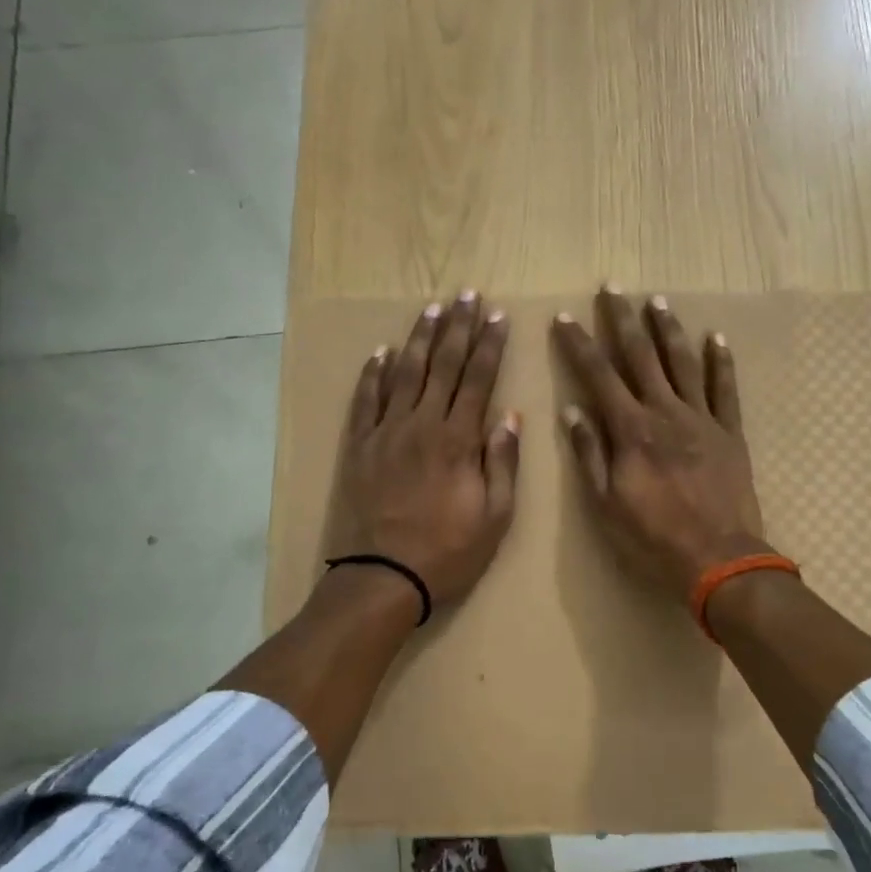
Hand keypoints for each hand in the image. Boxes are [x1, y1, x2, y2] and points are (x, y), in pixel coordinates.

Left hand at [326, 292, 520, 615]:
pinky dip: (373, 373)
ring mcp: (386, 432)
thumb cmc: (448, 550)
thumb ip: (502, 462)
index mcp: (458, 439)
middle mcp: (422, 424)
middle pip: (443, 365)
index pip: (478, 379)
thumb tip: (510, 416)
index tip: (498, 316)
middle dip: (458, 327)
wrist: (383, 576)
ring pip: (405, 373)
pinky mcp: (360, 446)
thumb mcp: (495, 516)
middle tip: (467, 295)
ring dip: (420, 339)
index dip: (490, 345)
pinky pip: (366, 400)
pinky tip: (381, 351)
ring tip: (432, 309)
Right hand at [553, 286, 768, 601]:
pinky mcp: (730, 432)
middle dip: (623, 320)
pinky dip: (721, 362)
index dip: (579, 344)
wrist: (718, 559)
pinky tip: (716, 338)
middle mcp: (665, 412)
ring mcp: (701, 419)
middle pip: (641, 356)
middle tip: (612, 288)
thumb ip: (590, 453)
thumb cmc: (653, 537)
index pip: (599, 376)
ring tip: (657, 301)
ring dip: (668, 330)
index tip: (564, 317)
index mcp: (631, 430)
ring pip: (682, 363)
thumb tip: (572, 410)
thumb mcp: (606, 503)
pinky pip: (725, 389)